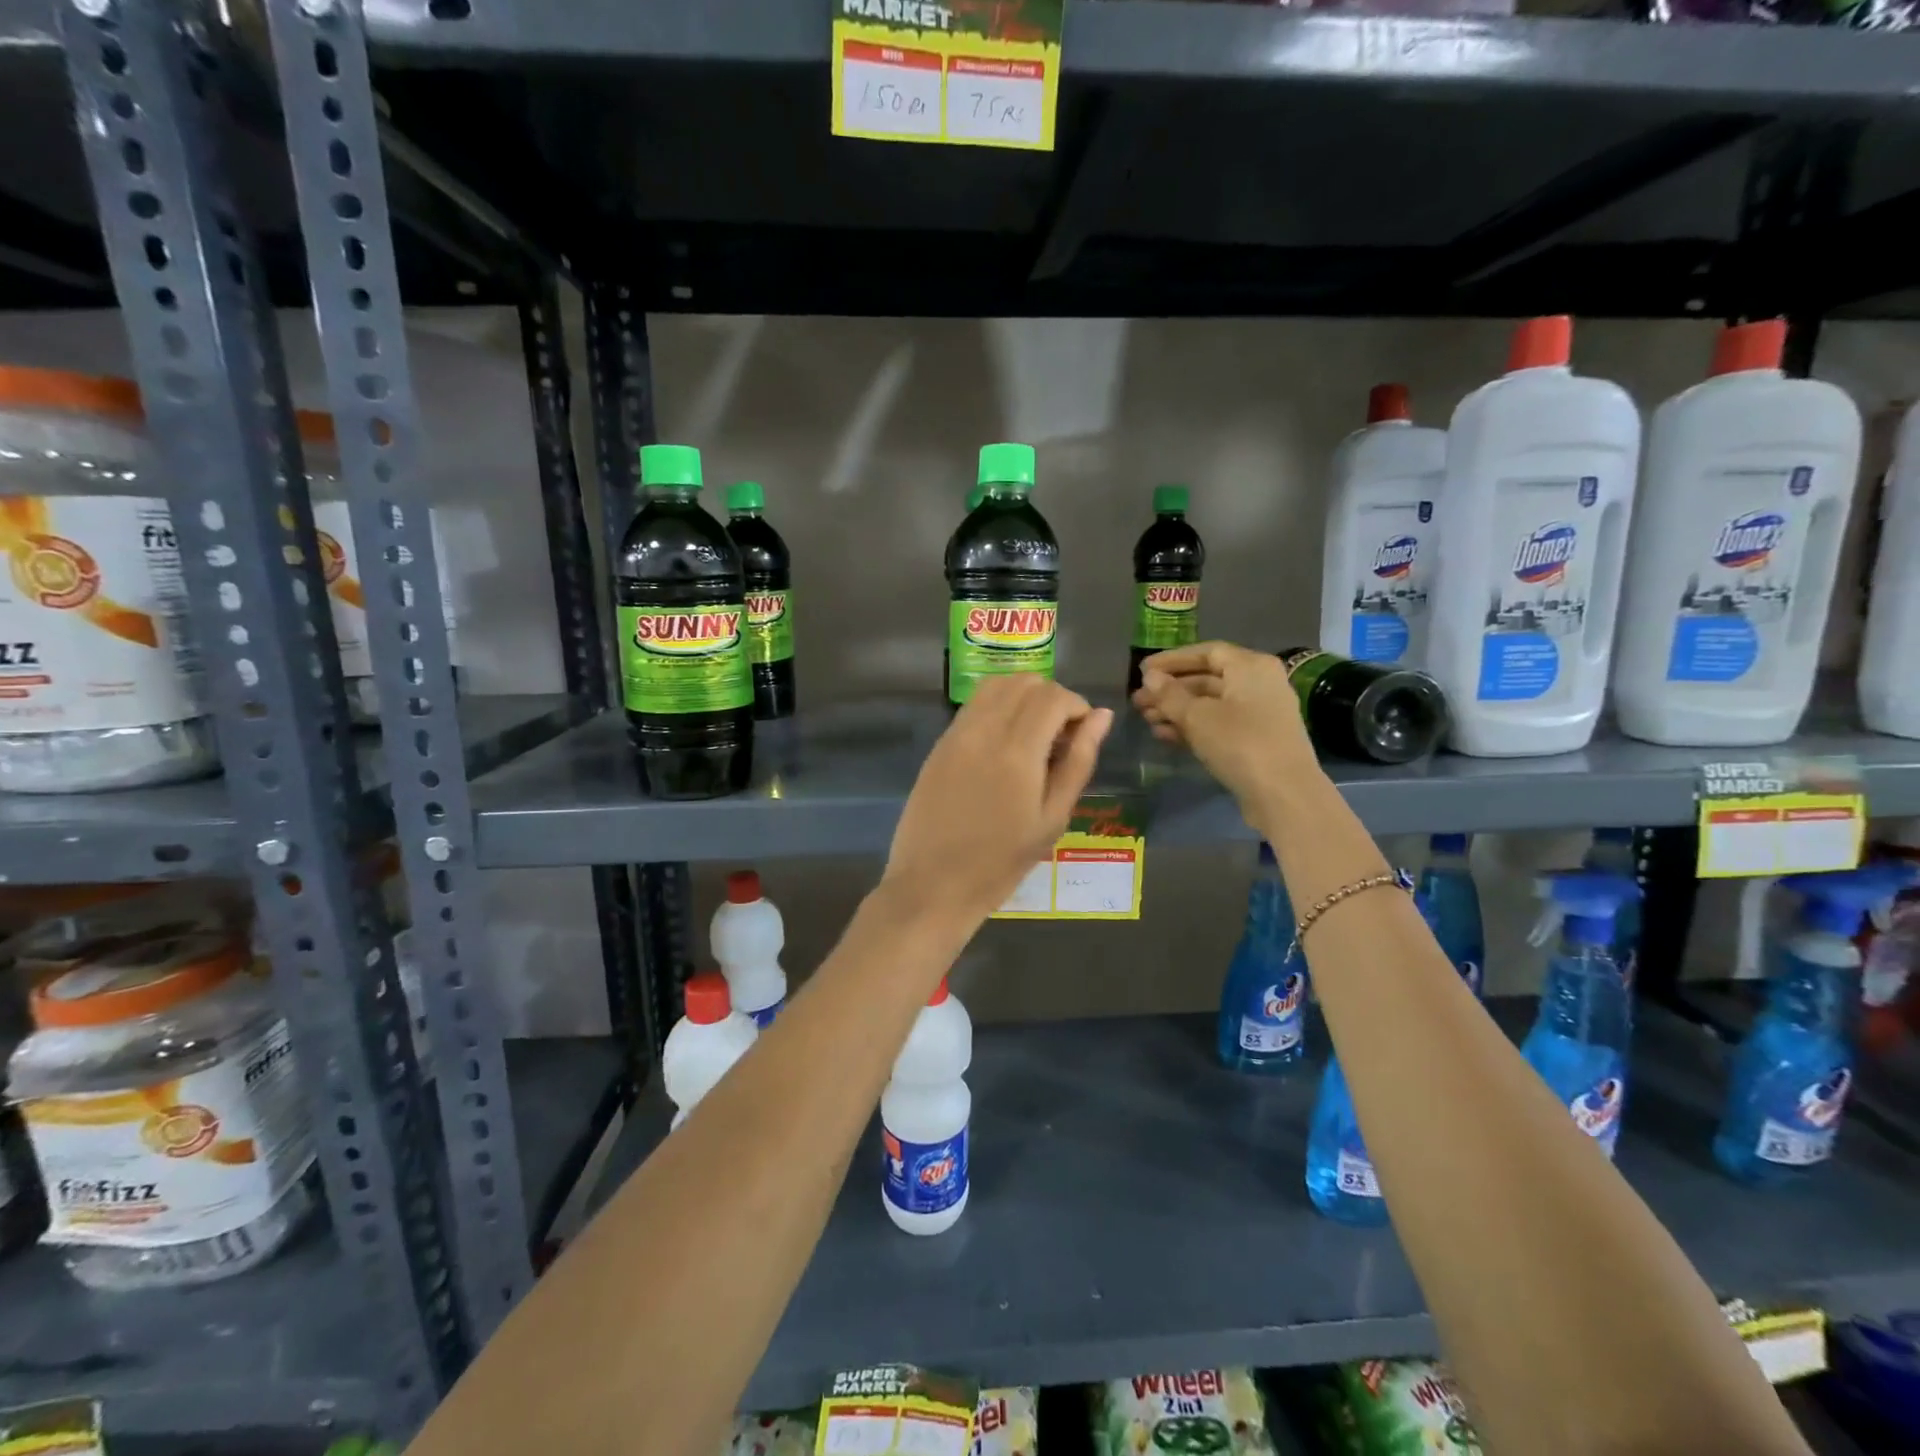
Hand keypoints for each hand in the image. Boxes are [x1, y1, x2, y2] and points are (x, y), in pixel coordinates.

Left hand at [884, 676, 1112, 924]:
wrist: (932, 884)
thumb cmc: (1001, 862)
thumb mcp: (1052, 818)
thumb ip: (1079, 761)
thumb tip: (1101, 716)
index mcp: (1017, 750)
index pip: (1053, 696)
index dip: (1077, 707)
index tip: (1082, 736)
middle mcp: (984, 730)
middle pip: (1025, 682)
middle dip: (1052, 699)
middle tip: (1060, 739)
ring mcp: (956, 734)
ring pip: (996, 686)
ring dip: (1023, 698)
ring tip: (1033, 738)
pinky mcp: (939, 744)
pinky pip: (974, 706)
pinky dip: (997, 709)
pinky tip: (1004, 746)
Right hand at [1131, 641, 1318, 815]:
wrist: (1283, 795)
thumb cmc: (1240, 743)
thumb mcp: (1197, 717)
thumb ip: (1169, 694)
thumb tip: (1150, 676)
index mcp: (1251, 667)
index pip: (1206, 652)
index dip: (1172, 660)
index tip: (1143, 671)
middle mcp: (1259, 683)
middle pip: (1207, 678)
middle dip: (1170, 689)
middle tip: (1138, 701)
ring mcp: (1259, 713)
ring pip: (1210, 703)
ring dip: (1177, 710)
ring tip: (1146, 720)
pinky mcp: (1256, 739)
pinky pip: (1219, 724)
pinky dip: (1193, 727)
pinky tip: (1164, 736)